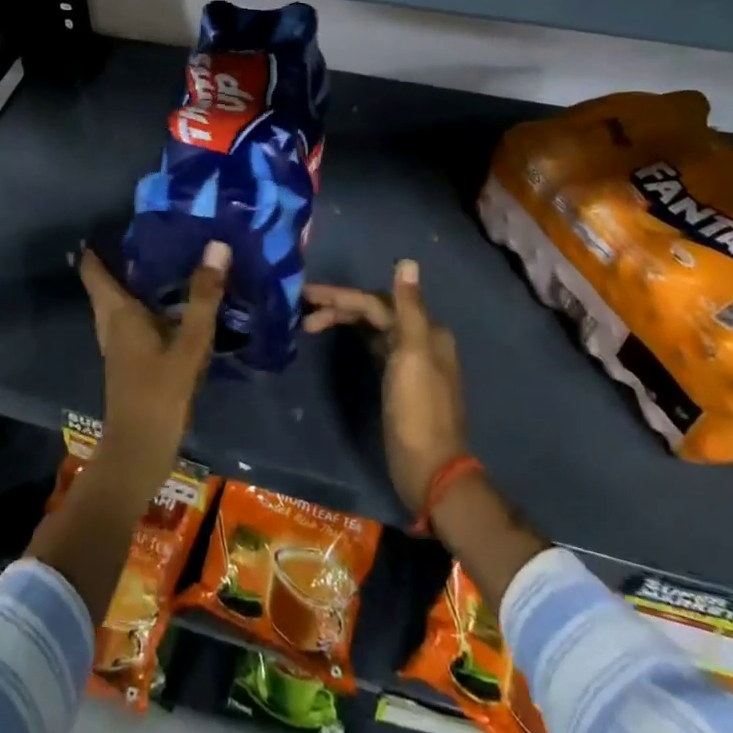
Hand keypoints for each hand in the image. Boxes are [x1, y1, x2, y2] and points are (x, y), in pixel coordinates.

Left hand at [78, 242, 226, 481]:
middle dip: (124, 257)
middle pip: (107, 282)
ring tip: (169, 258)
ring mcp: (119, 344)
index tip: (119, 219)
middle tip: (156, 231)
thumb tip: (217, 245)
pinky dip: (147, 303)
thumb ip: (204, 296)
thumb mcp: (188, 343)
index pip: (94, 268)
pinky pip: (134, 319)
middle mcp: (111, 323)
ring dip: (137, 281)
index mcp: (116, 312)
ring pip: (121, 302)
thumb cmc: (158, 393)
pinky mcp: (131, 359)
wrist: (139, 452)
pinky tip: (175, 303)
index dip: (98, 244)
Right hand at [305, 260, 467, 513]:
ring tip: (309, 325)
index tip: (307, 294)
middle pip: (375, 312)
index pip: (377, 301)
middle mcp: (421, 340)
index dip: (342, 296)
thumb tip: (408, 262)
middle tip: (302, 310)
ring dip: (343, 321)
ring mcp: (411, 362)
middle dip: (339, 307)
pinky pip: (374, 346)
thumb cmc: (417, 412)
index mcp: (426, 331)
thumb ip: (409, 307)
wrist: (430, 470)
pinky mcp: (400, 382)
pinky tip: (338, 339)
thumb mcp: (412, 355)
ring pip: (373, 328)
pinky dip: (354, 337)